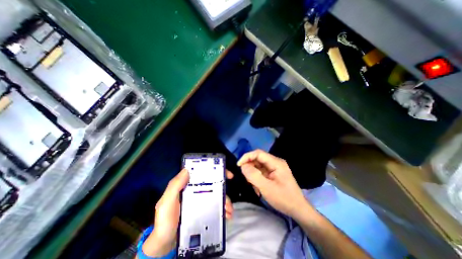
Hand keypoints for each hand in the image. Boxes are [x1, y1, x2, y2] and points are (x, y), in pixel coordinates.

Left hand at [142, 168, 234, 256]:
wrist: (164, 243)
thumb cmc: (165, 220)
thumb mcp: (166, 202)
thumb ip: (174, 186)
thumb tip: (187, 170)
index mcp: (188, 184)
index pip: (202, 173)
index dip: (214, 170)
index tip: (225, 173)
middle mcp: (196, 190)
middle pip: (213, 183)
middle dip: (224, 187)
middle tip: (229, 196)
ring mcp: (201, 200)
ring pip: (216, 195)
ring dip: (225, 201)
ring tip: (229, 211)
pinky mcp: (204, 210)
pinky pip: (216, 207)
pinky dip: (223, 210)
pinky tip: (227, 216)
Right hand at [238, 150, 309, 218]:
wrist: (298, 210)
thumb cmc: (284, 199)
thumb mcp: (267, 188)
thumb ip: (254, 176)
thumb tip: (243, 166)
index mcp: (276, 162)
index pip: (258, 153)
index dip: (247, 157)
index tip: (238, 165)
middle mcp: (275, 162)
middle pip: (258, 159)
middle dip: (249, 167)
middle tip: (246, 178)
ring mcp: (274, 168)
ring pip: (258, 165)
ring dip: (252, 173)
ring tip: (253, 185)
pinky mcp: (272, 173)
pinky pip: (261, 171)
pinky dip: (256, 177)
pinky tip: (257, 187)